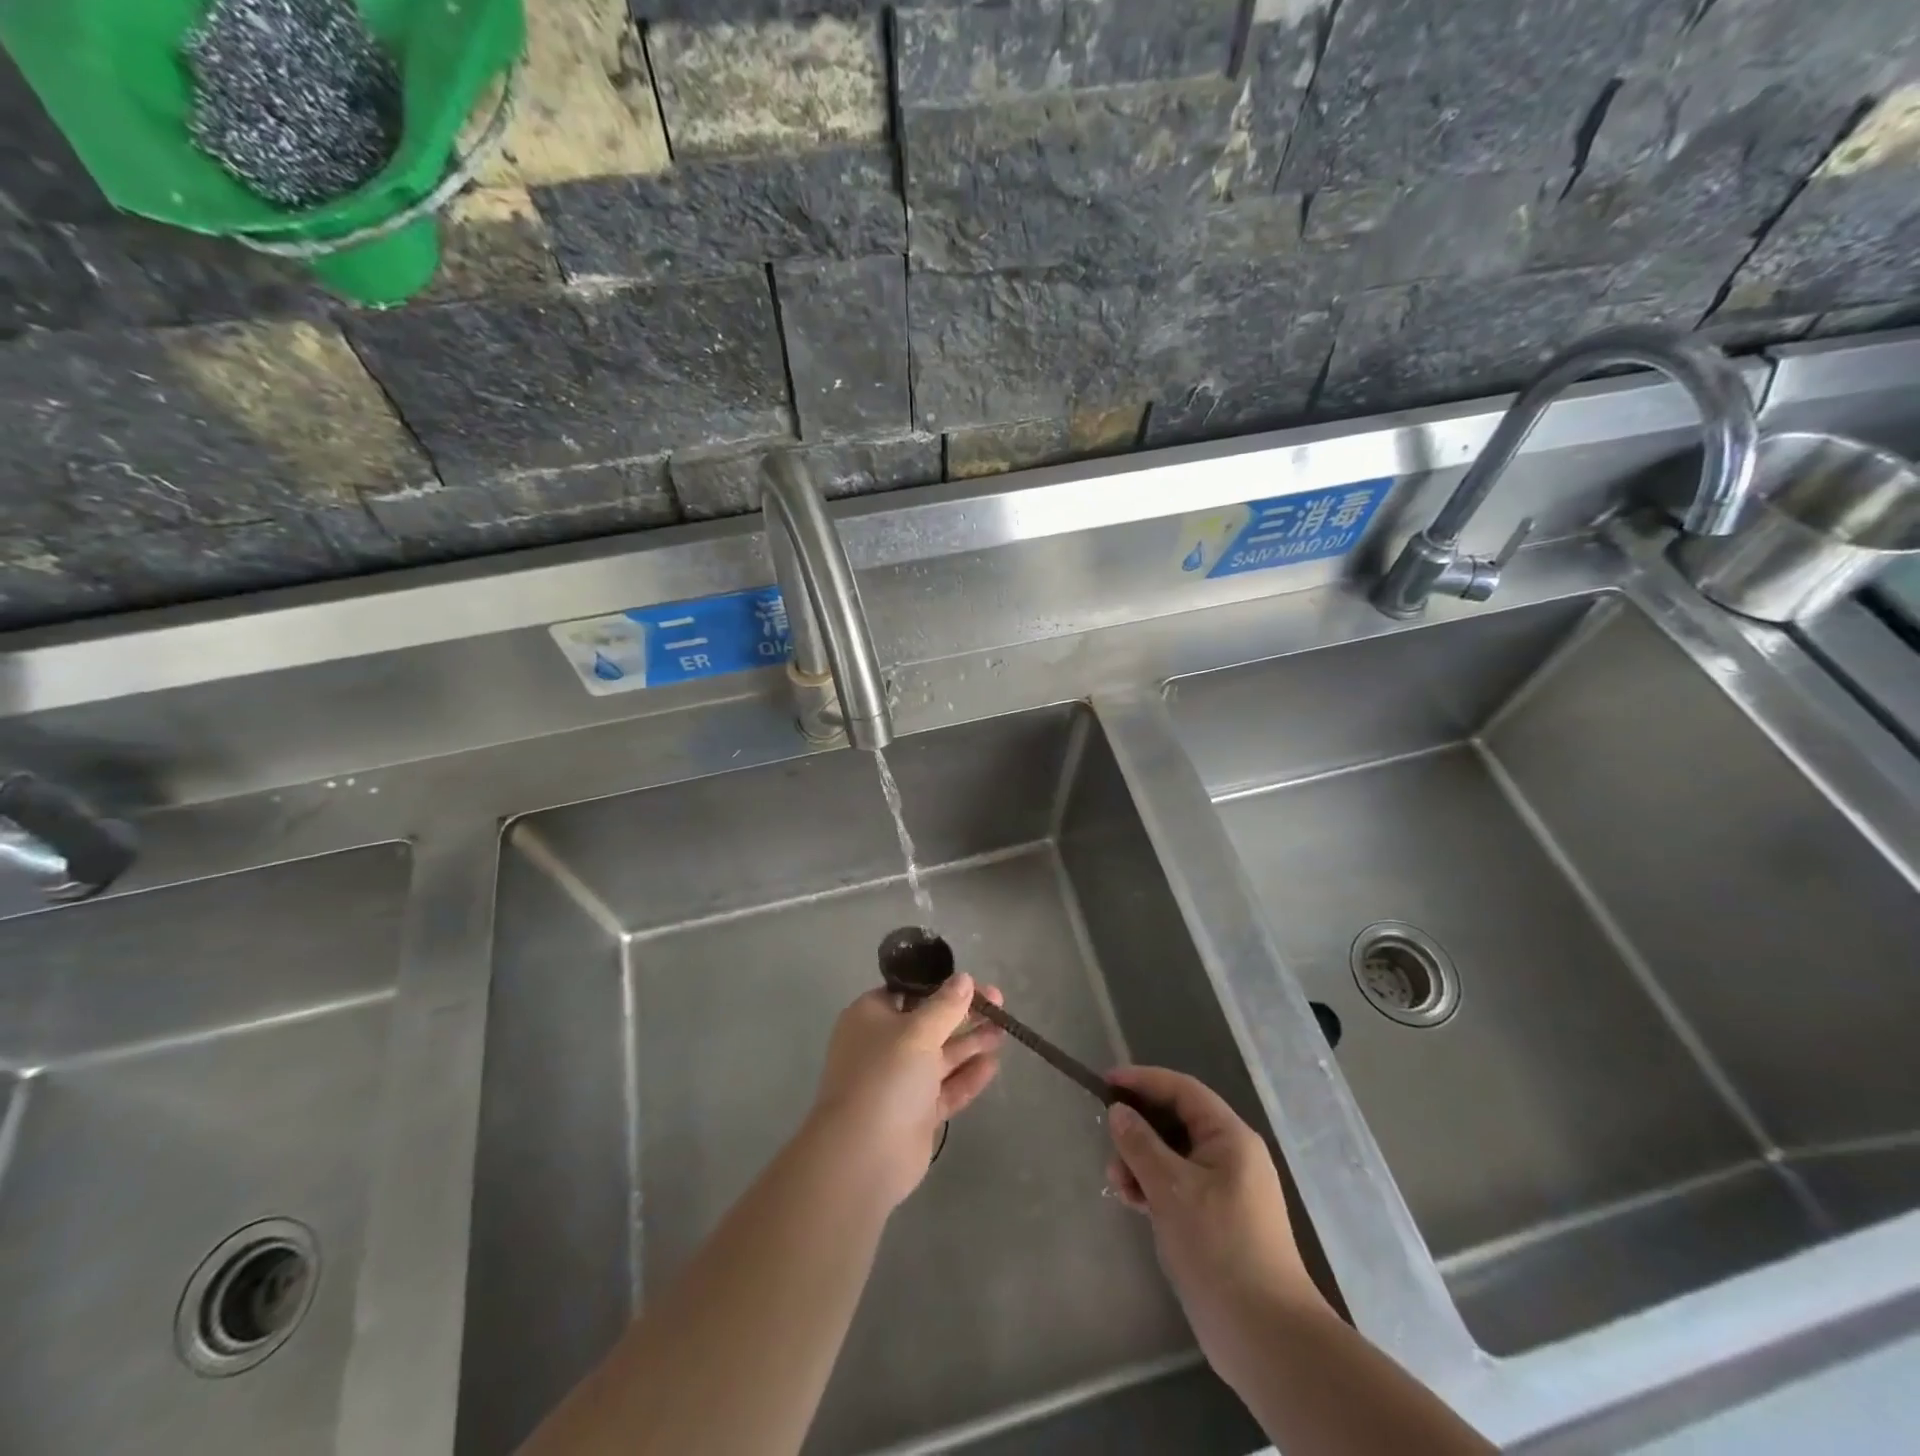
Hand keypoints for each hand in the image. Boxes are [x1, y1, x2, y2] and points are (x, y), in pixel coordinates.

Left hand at [807, 972, 1005, 1210]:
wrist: (863, 1156)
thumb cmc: (886, 1077)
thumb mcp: (918, 1032)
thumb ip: (945, 1005)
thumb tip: (963, 978)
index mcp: (871, 1017)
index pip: (910, 991)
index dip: (942, 986)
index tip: (974, 984)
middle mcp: (883, 1045)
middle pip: (929, 1022)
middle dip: (963, 1014)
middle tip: (999, 1005)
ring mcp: (899, 1081)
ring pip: (940, 1056)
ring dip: (970, 1043)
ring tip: (1003, 1031)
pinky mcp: (915, 1113)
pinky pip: (945, 1088)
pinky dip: (967, 1076)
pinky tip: (993, 1065)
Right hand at [1105, 1066, 1324, 1386]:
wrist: (1265, 1336)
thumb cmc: (1219, 1248)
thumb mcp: (1170, 1189)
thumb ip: (1140, 1144)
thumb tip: (1118, 1111)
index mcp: (1230, 1138)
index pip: (1182, 1090)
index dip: (1143, 1080)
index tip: (1105, 1082)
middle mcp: (1231, 1155)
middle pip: (1177, 1121)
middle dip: (1139, 1128)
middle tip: (1107, 1142)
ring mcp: (1226, 1189)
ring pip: (1174, 1156)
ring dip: (1142, 1161)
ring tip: (1117, 1183)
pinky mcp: (1217, 1220)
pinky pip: (1178, 1185)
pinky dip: (1153, 1186)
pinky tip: (1132, 1201)